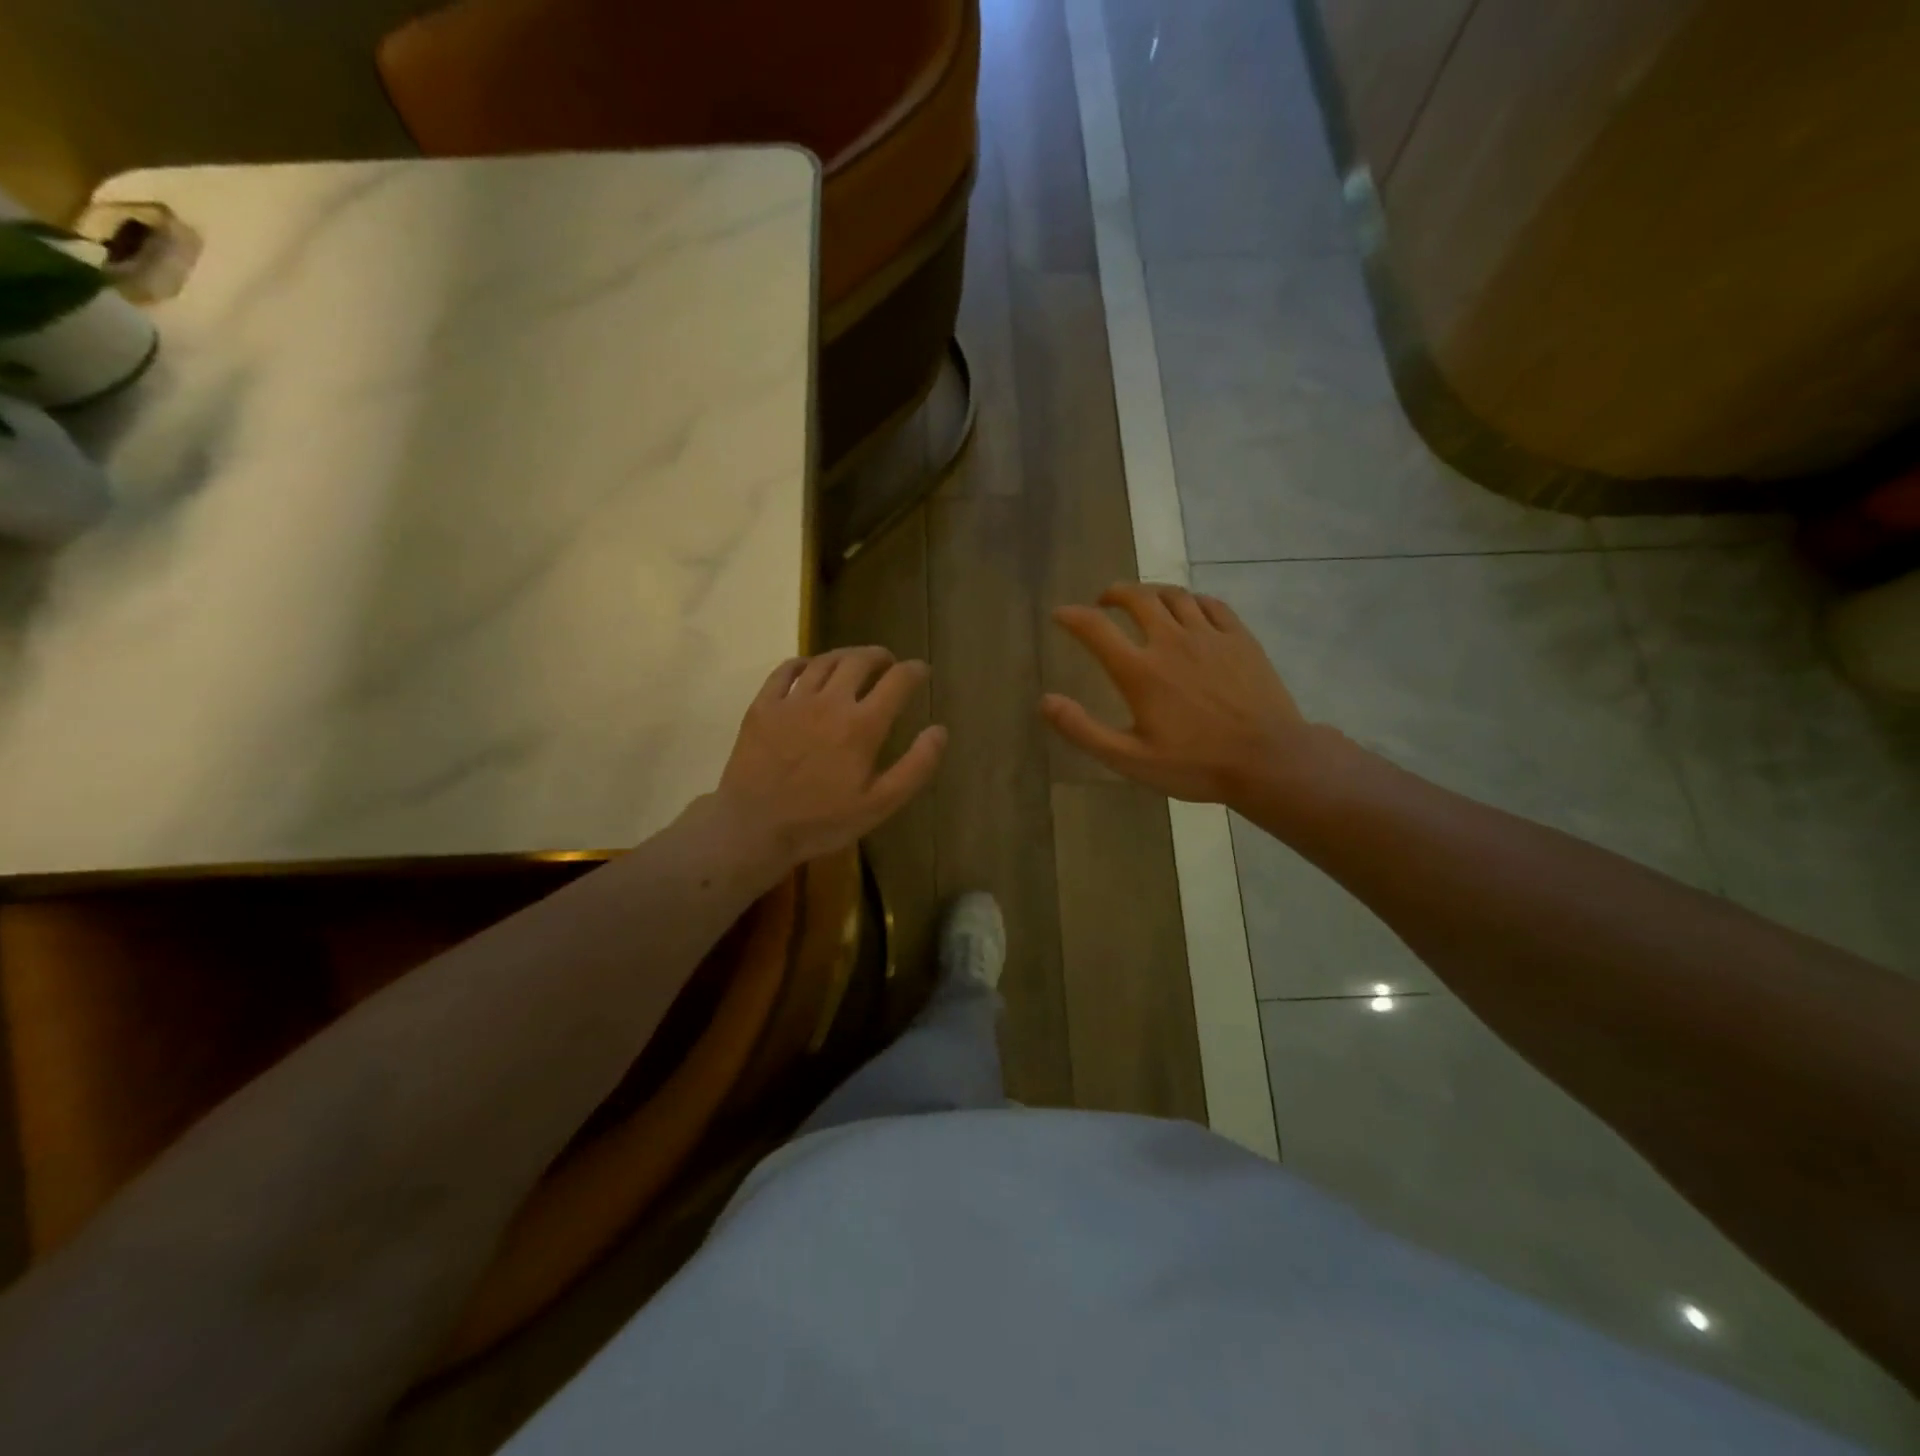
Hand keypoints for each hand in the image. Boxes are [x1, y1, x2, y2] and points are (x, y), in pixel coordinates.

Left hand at [715, 647, 945, 871]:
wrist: (754, 827)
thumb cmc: (822, 821)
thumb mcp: (880, 804)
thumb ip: (916, 766)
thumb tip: (940, 730)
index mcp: (862, 725)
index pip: (897, 681)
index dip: (914, 671)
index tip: (921, 671)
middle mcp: (830, 702)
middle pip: (860, 660)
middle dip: (880, 656)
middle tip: (887, 663)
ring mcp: (793, 701)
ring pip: (824, 661)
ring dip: (846, 655)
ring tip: (854, 662)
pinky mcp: (763, 706)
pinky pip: (785, 671)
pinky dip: (803, 663)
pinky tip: (809, 668)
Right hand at [1043, 583, 1329, 804]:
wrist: (1268, 760)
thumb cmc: (1195, 765)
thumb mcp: (1130, 759)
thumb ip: (1084, 730)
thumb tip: (1045, 701)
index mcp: (1140, 671)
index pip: (1095, 629)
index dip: (1072, 617)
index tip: (1060, 615)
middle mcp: (1171, 641)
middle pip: (1137, 598)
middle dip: (1114, 594)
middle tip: (1105, 601)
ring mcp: (1209, 635)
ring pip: (1174, 595)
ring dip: (1151, 593)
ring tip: (1143, 601)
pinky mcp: (1240, 638)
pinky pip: (1211, 604)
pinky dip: (1191, 599)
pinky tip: (1189, 609)